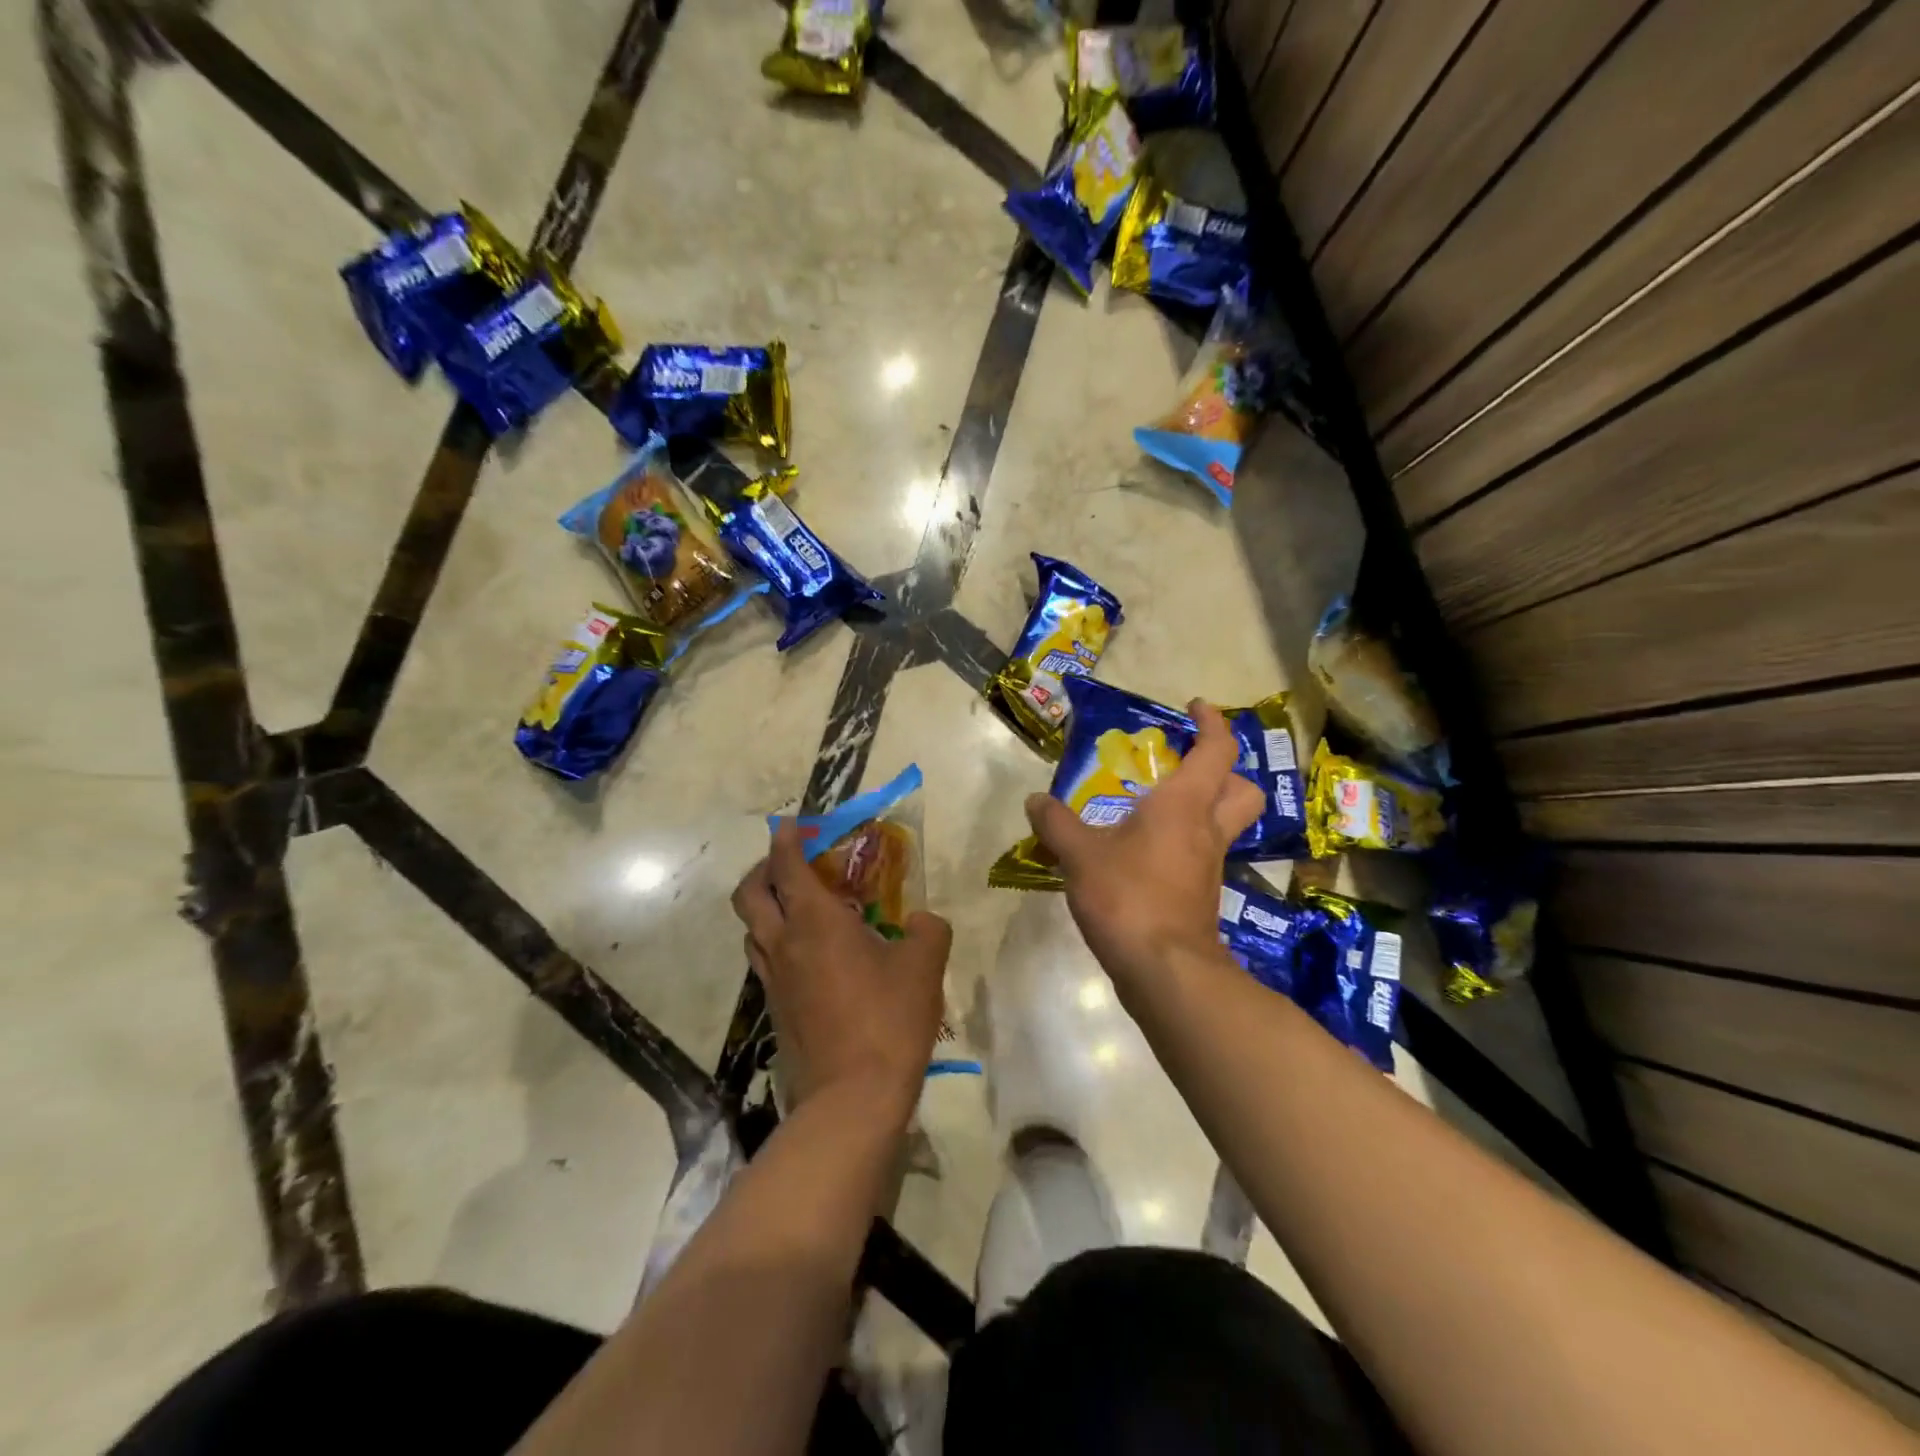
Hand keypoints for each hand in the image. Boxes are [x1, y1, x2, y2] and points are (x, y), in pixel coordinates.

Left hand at [732, 820, 951, 1129]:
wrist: (852, 1098)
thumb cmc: (888, 1019)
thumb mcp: (924, 966)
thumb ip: (928, 930)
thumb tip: (922, 921)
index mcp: (815, 921)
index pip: (787, 865)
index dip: (786, 839)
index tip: (790, 824)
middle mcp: (784, 943)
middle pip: (749, 894)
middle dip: (762, 869)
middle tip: (789, 863)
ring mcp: (774, 980)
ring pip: (752, 930)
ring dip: (766, 908)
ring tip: (800, 908)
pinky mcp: (775, 1011)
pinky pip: (766, 961)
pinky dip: (777, 944)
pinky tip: (810, 956)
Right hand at [1025, 699, 1264, 997]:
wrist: (1164, 970)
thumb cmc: (1127, 896)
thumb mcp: (1079, 854)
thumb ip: (1056, 822)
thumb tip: (1035, 801)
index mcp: (1185, 804)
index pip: (1218, 750)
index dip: (1212, 723)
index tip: (1196, 708)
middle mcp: (1206, 829)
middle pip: (1242, 789)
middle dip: (1223, 770)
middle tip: (1185, 765)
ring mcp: (1208, 866)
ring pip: (1223, 824)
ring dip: (1199, 808)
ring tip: (1150, 809)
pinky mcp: (1200, 896)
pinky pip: (1199, 856)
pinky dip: (1179, 845)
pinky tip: (1140, 855)